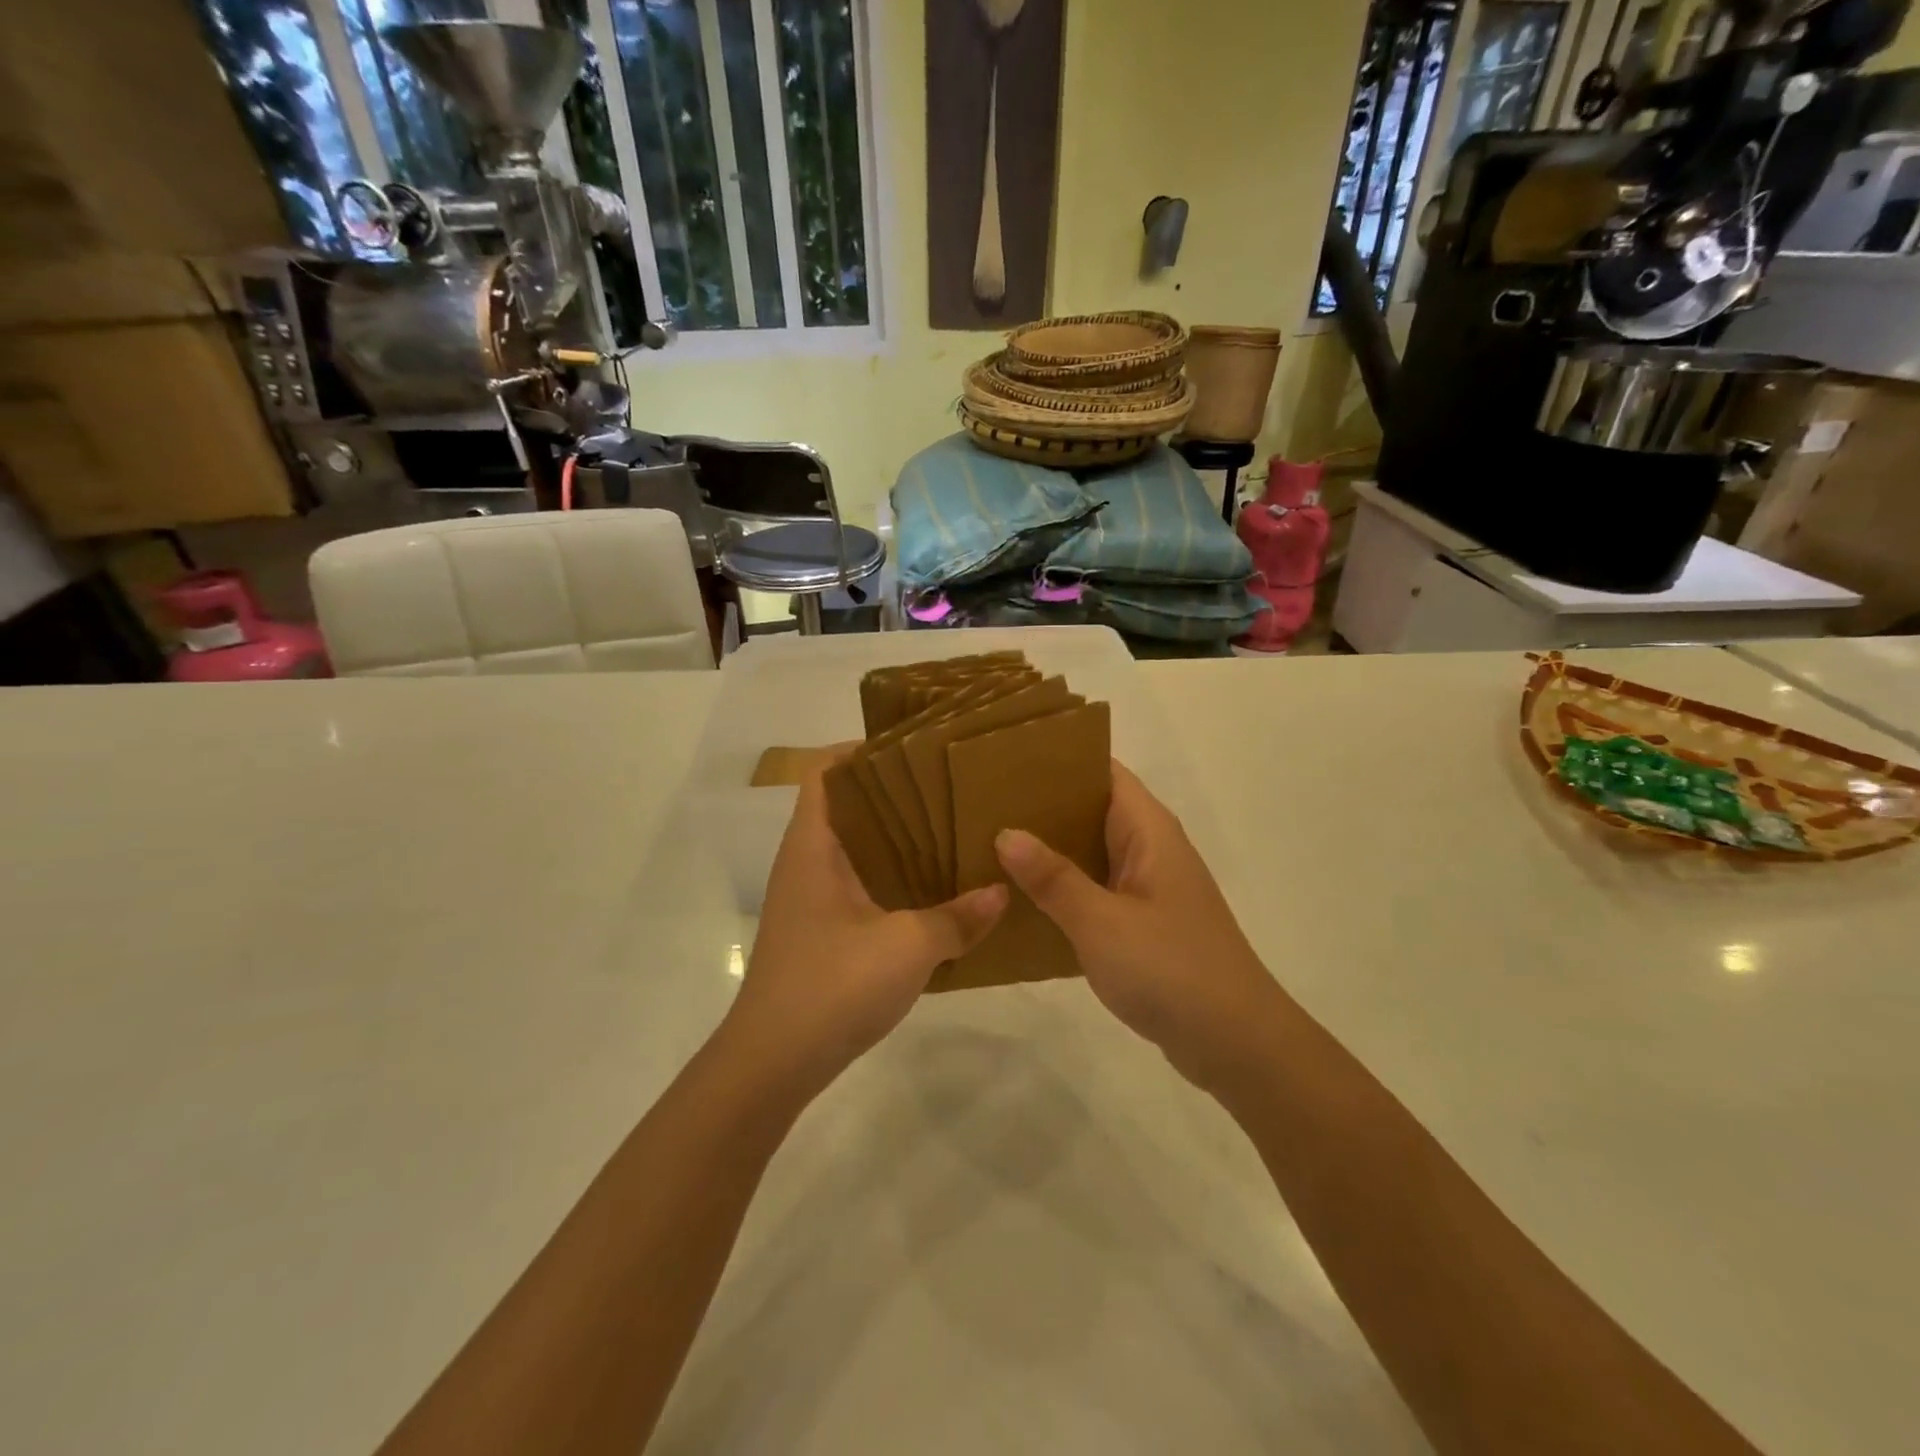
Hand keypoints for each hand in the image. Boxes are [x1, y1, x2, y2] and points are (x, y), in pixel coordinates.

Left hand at [721, 761, 1007, 1098]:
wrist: (772, 1063)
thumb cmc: (832, 986)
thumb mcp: (907, 947)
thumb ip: (958, 918)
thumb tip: (1001, 893)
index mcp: (814, 846)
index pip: (825, 773)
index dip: (861, 751)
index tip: (913, 746)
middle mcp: (805, 863)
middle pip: (845, 807)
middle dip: (891, 793)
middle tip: (946, 786)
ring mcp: (810, 899)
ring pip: (854, 849)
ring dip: (894, 838)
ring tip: (948, 828)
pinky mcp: (820, 931)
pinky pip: (858, 884)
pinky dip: (890, 877)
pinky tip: (931, 889)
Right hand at [995, 762, 1278, 1084]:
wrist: (1236, 1043)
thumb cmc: (1171, 969)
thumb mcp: (1102, 922)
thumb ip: (1053, 877)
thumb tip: (1006, 832)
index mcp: (1148, 830)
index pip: (1102, 771)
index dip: (1057, 760)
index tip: (1003, 760)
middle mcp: (1150, 848)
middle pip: (1091, 809)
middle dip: (1041, 806)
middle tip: (982, 804)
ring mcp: (1148, 887)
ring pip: (1090, 852)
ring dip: (1048, 850)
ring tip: (988, 844)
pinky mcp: (1143, 923)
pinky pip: (1095, 889)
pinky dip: (1062, 888)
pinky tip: (1021, 899)